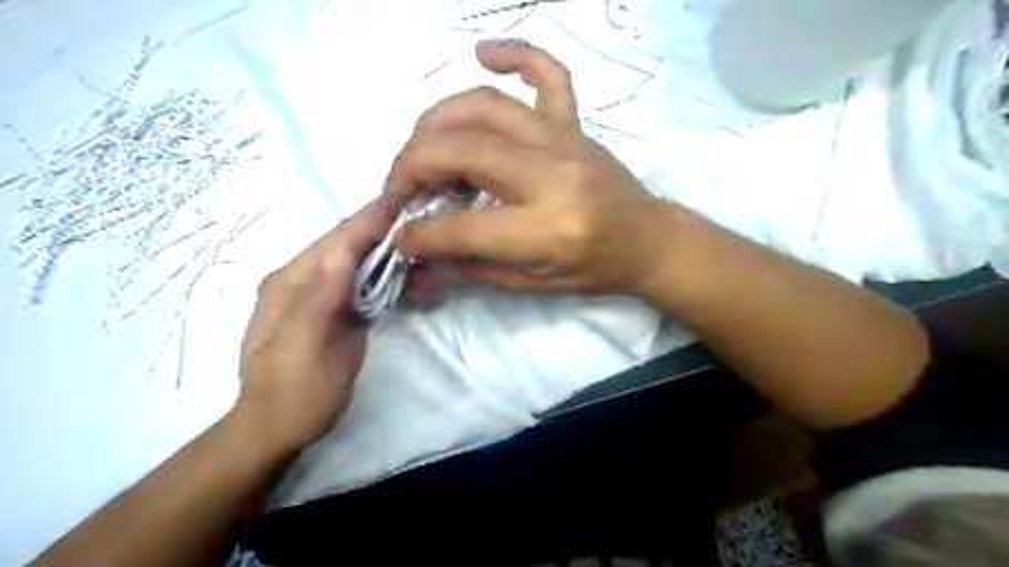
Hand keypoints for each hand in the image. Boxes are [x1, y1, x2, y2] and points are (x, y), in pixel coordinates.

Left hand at [230, 198, 399, 459]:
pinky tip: (388, 259)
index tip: (400, 198)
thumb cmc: (298, 392)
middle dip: (372, 223)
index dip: (368, 220)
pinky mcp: (323, 309)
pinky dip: (371, 264)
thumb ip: (321, 298)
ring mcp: (309, 294)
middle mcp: (297, 280)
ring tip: (404, 225)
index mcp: (291, 284)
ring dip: (374, 240)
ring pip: (346, 257)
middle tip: (410, 207)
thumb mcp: (309, 348)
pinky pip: (350, 277)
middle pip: (340, 243)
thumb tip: (341, 252)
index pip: (336, 242)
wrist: (275, 427)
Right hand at [387, 40, 686, 295]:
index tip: (398, 235)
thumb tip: (421, 248)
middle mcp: (554, 175)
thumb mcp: (532, 284)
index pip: (463, 226)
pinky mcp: (576, 125)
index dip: (418, 234)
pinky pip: (547, 73)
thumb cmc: (594, 270)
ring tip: (420, 149)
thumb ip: (472, 264)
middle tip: (398, 189)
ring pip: (485, 108)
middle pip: (461, 151)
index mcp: (548, 230)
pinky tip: (483, 54)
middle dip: (410, 167)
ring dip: (437, 122)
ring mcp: (566, 141)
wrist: (649, 240)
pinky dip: (514, 55)